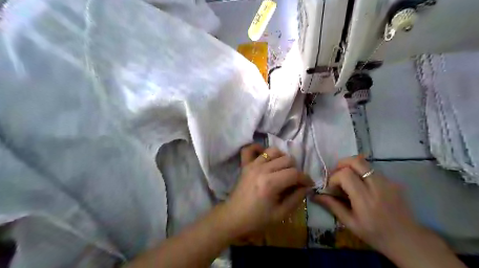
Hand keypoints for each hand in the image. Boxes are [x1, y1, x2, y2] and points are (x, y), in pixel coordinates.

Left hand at [225, 144, 315, 237]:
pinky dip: (259, 149)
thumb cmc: (257, 219)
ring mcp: (252, 165)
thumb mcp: (280, 214)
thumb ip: (296, 199)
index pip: (294, 173)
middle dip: (295, 169)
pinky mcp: (245, 165)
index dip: (305, 178)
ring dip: (282, 158)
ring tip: (283, 169)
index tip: (309, 185)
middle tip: (295, 181)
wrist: (234, 218)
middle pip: (286, 159)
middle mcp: (262, 169)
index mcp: (270, 183)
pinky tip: (265, 157)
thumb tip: (307, 187)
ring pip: (273, 151)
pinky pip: (250, 149)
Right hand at [315, 157, 425, 255]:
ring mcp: (388, 182)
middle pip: (356, 161)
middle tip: (336, 175)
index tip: (332, 188)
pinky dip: (362, 173)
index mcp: (365, 199)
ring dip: (351, 167)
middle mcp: (377, 186)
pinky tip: (361, 186)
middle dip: (341, 164)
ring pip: (364, 163)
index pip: (345, 174)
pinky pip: (372, 170)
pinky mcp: (393, 182)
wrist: (408, 240)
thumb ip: (332, 206)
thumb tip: (314, 195)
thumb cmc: (375, 234)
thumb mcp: (350, 223)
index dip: (334, 178)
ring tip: (348, 181)